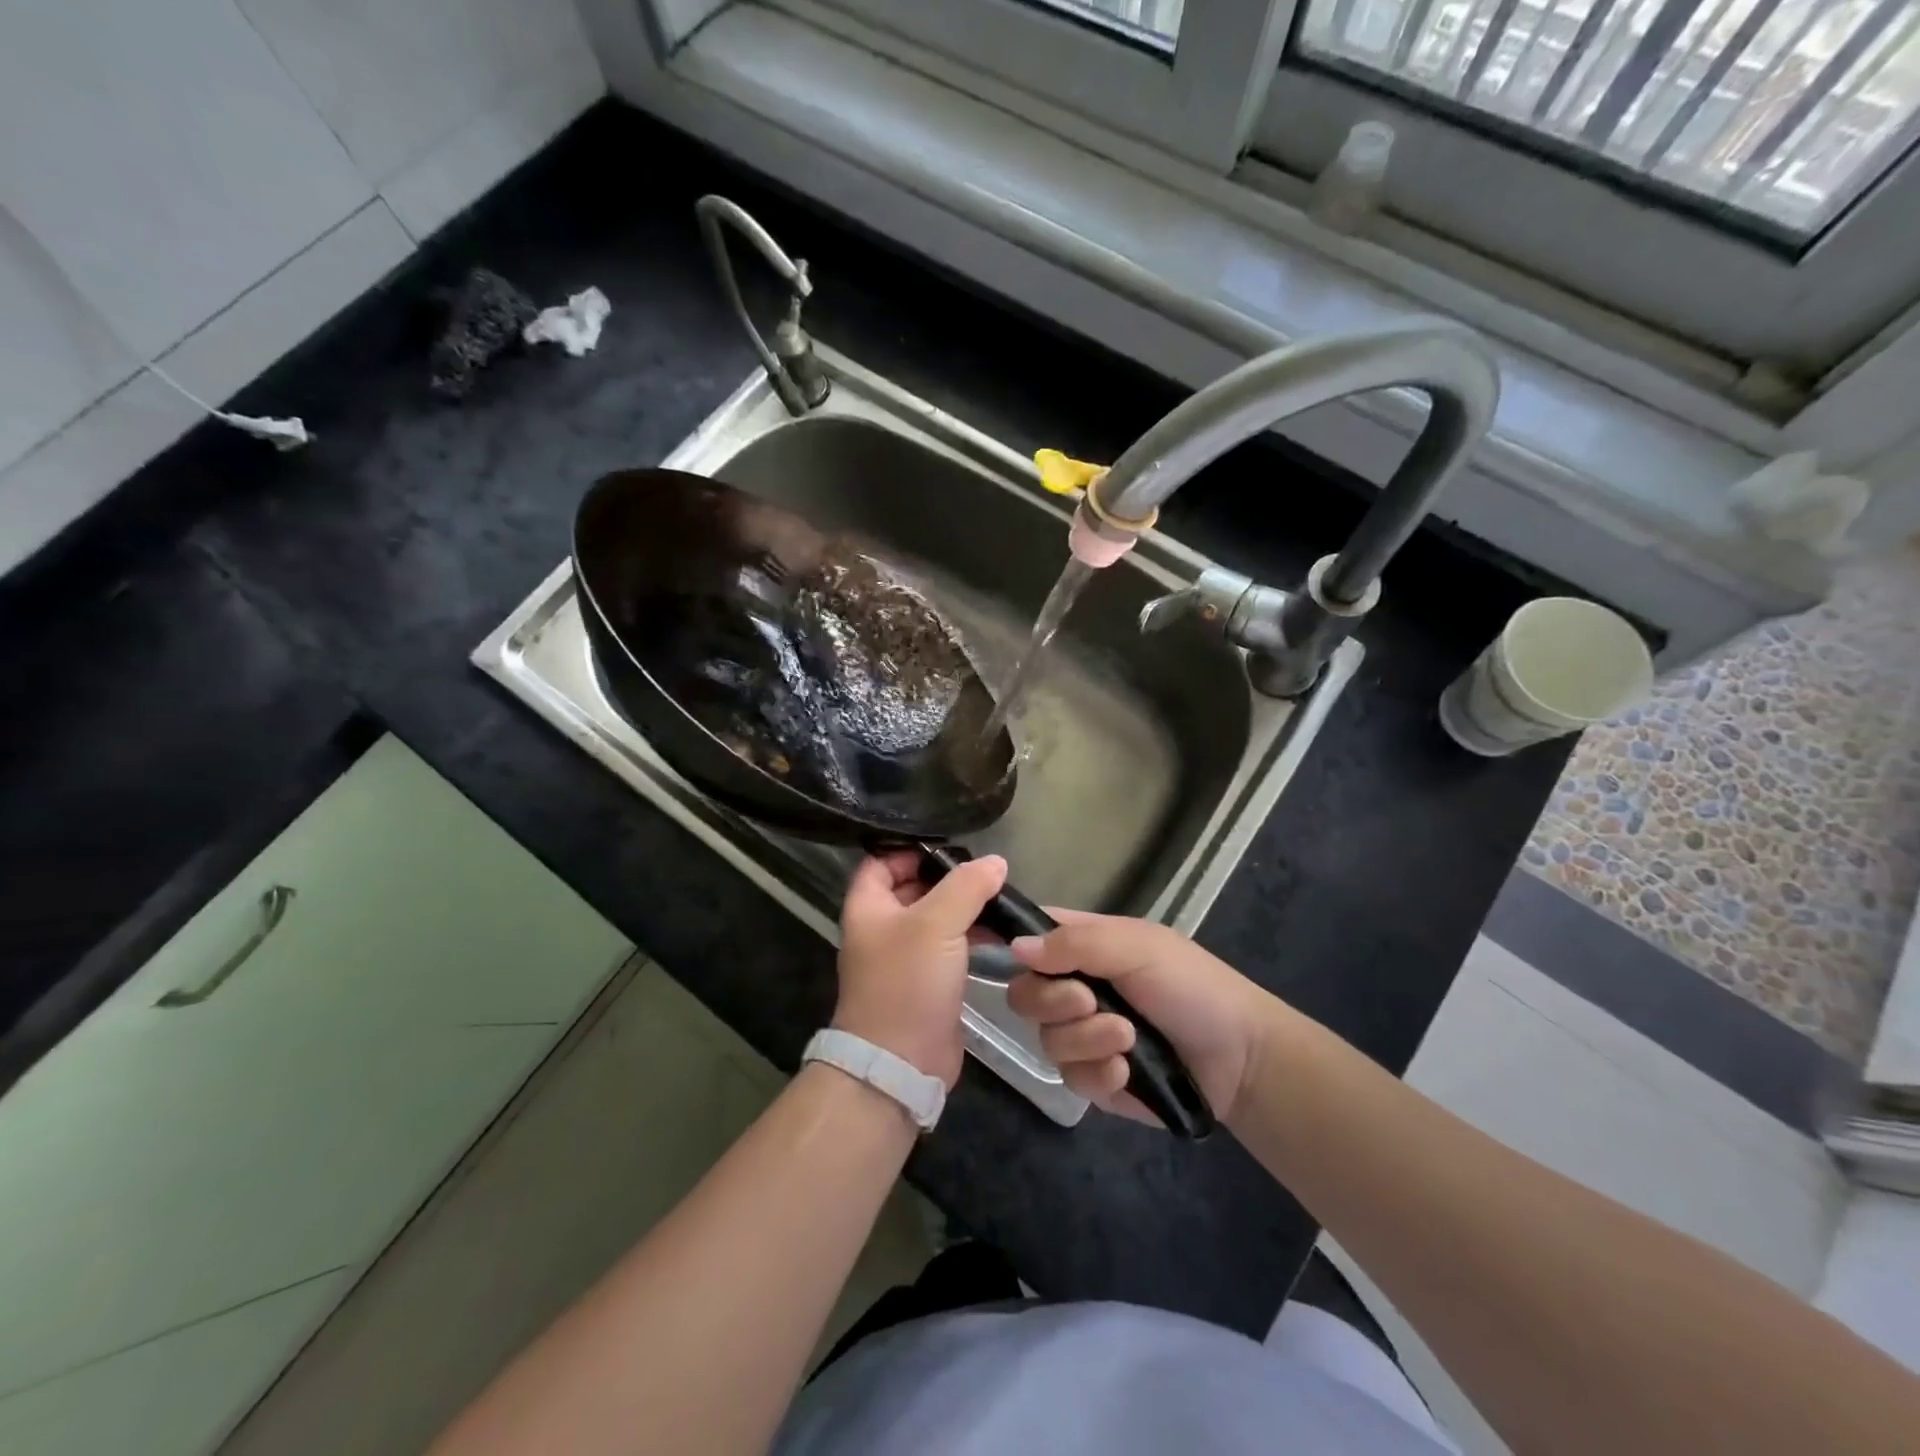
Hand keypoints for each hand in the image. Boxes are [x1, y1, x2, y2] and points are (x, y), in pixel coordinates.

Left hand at [835, 849, 1007, 1086]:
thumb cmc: (907, 982)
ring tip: (1001, 896)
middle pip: (914, 887)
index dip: (913, 848)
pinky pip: (951, 947)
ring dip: (965, 908)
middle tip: (986, 869)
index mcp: (868, 906)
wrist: (901, 1063)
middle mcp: (883, 927)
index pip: (883, 860)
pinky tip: (1001, 931)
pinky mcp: (928, 981)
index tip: (953, 845)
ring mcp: (905, 956)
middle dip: (949, 877)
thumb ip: (967, 886)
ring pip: (936, 918)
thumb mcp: (936, 923)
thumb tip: (996, 862)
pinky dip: (972, 936)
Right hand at [1007, 912, 1269, 1125]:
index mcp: (1082, 946)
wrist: (1240, 1061)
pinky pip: (1070, 1077)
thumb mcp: (1138, 948)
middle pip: (1023, 993)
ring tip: (1128, 1039)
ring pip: (1045, 1039)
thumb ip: (1075, 944)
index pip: (1028, 935)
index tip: (974, 947)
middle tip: (1090, 1001)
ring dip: (1086, 1038)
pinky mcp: (1094, 1080)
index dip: (1003, 939)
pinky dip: (1098, 1073)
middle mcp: (1073, 987)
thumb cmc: (1192, 986)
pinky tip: (1127, 1072)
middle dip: (1053, 1001)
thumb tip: (1015, 948)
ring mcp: (1082, 1035)